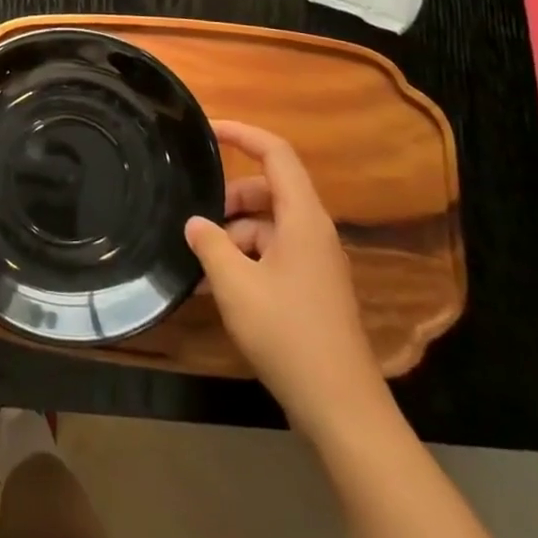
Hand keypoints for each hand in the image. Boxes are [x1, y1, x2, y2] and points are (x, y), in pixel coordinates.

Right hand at [186, 121, 384, 441]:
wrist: (341, 408)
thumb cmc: (288, 335)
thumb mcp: (235, 285)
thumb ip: (210, 244)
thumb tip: (196, 222)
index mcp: (302, 218)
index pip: (275, 153)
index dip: (242, 133)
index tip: (206, 130)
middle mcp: (313, 231)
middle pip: (268, 189)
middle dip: (229, 196)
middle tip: (196, 219)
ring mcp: (315, 261)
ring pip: (267, 224)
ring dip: (234, 233)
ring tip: (202, 262)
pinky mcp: (312, 287)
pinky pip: (273, 253)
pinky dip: (246, 258)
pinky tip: (220, 287)